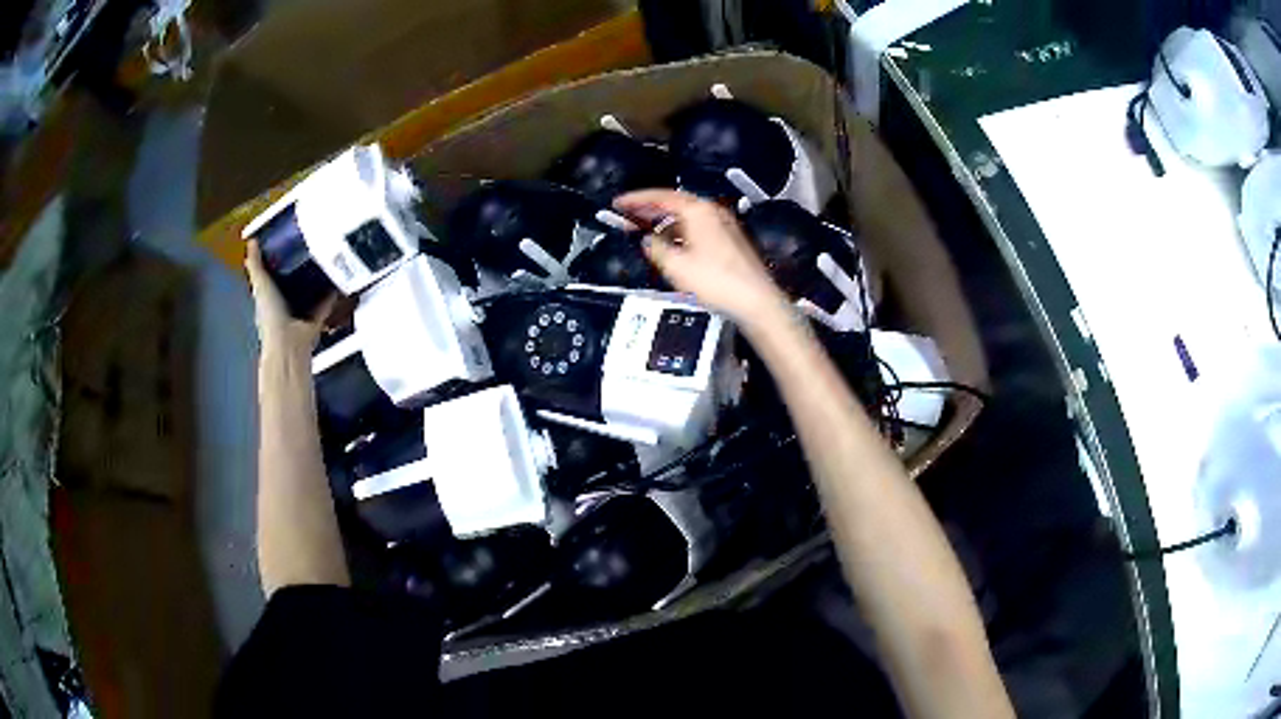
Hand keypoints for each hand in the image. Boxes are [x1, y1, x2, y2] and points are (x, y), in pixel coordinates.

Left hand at [245, 240, 333, 352]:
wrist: (288, 343)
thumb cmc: (270, 315)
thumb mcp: (260, 284)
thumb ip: (256, 264)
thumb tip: (251, 241)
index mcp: (268, 298)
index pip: (272, 277)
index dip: (277, 261)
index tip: (287, 242)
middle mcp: (283, 306)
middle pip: (291, 283)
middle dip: (299, 268)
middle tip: (311, 245)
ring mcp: (299, 314)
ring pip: (308, 293)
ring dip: (317, 280)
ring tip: (327, 258)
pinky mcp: (315, 320)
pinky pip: (325, 304)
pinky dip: (332, 294)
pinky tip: (338, 279)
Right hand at [613, 190, 787, 325]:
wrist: (756, 301)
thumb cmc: (717, 281)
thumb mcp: (676, 266)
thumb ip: (656, 249)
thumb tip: (648, 241)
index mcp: (698, 211)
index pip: (661, 196)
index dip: (636, 200)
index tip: (618, 203)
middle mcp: (712, 212)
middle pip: (674, 204)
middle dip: (649, 210)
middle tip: (626, 216)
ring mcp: (723, 225)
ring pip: (686, 217)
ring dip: (663, 222)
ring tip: (644, 232)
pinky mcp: (729, 240)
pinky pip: (697, 228)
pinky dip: (679, 233)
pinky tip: (670, 246)